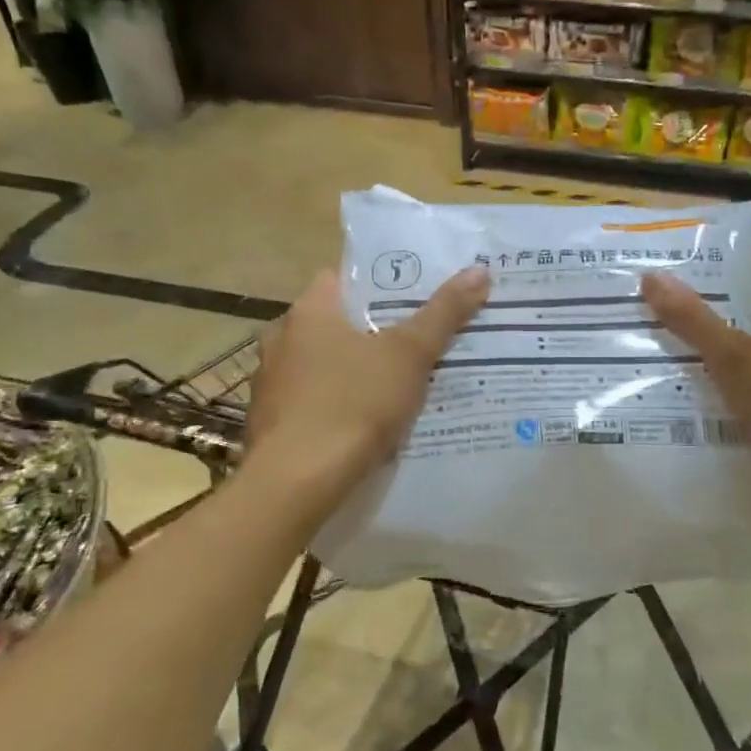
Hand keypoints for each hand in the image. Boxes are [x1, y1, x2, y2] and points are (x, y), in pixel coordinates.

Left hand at [246, 266, 489, 511]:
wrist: (297, 481)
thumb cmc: (353, 403)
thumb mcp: (409, 354)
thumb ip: (443, 313)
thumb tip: (479, 270)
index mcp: (308, 311)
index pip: (342, 278)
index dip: (380, 283)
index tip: (415, 295)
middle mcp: (282, 338)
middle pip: (337, 323)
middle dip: (374, 331)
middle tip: (419, 338)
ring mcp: (272, 382)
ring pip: (325, 364)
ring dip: (355, 370)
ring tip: (401, 382)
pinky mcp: (272, 421)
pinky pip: (315, 400)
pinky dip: (339, 404)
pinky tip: (368, 422)